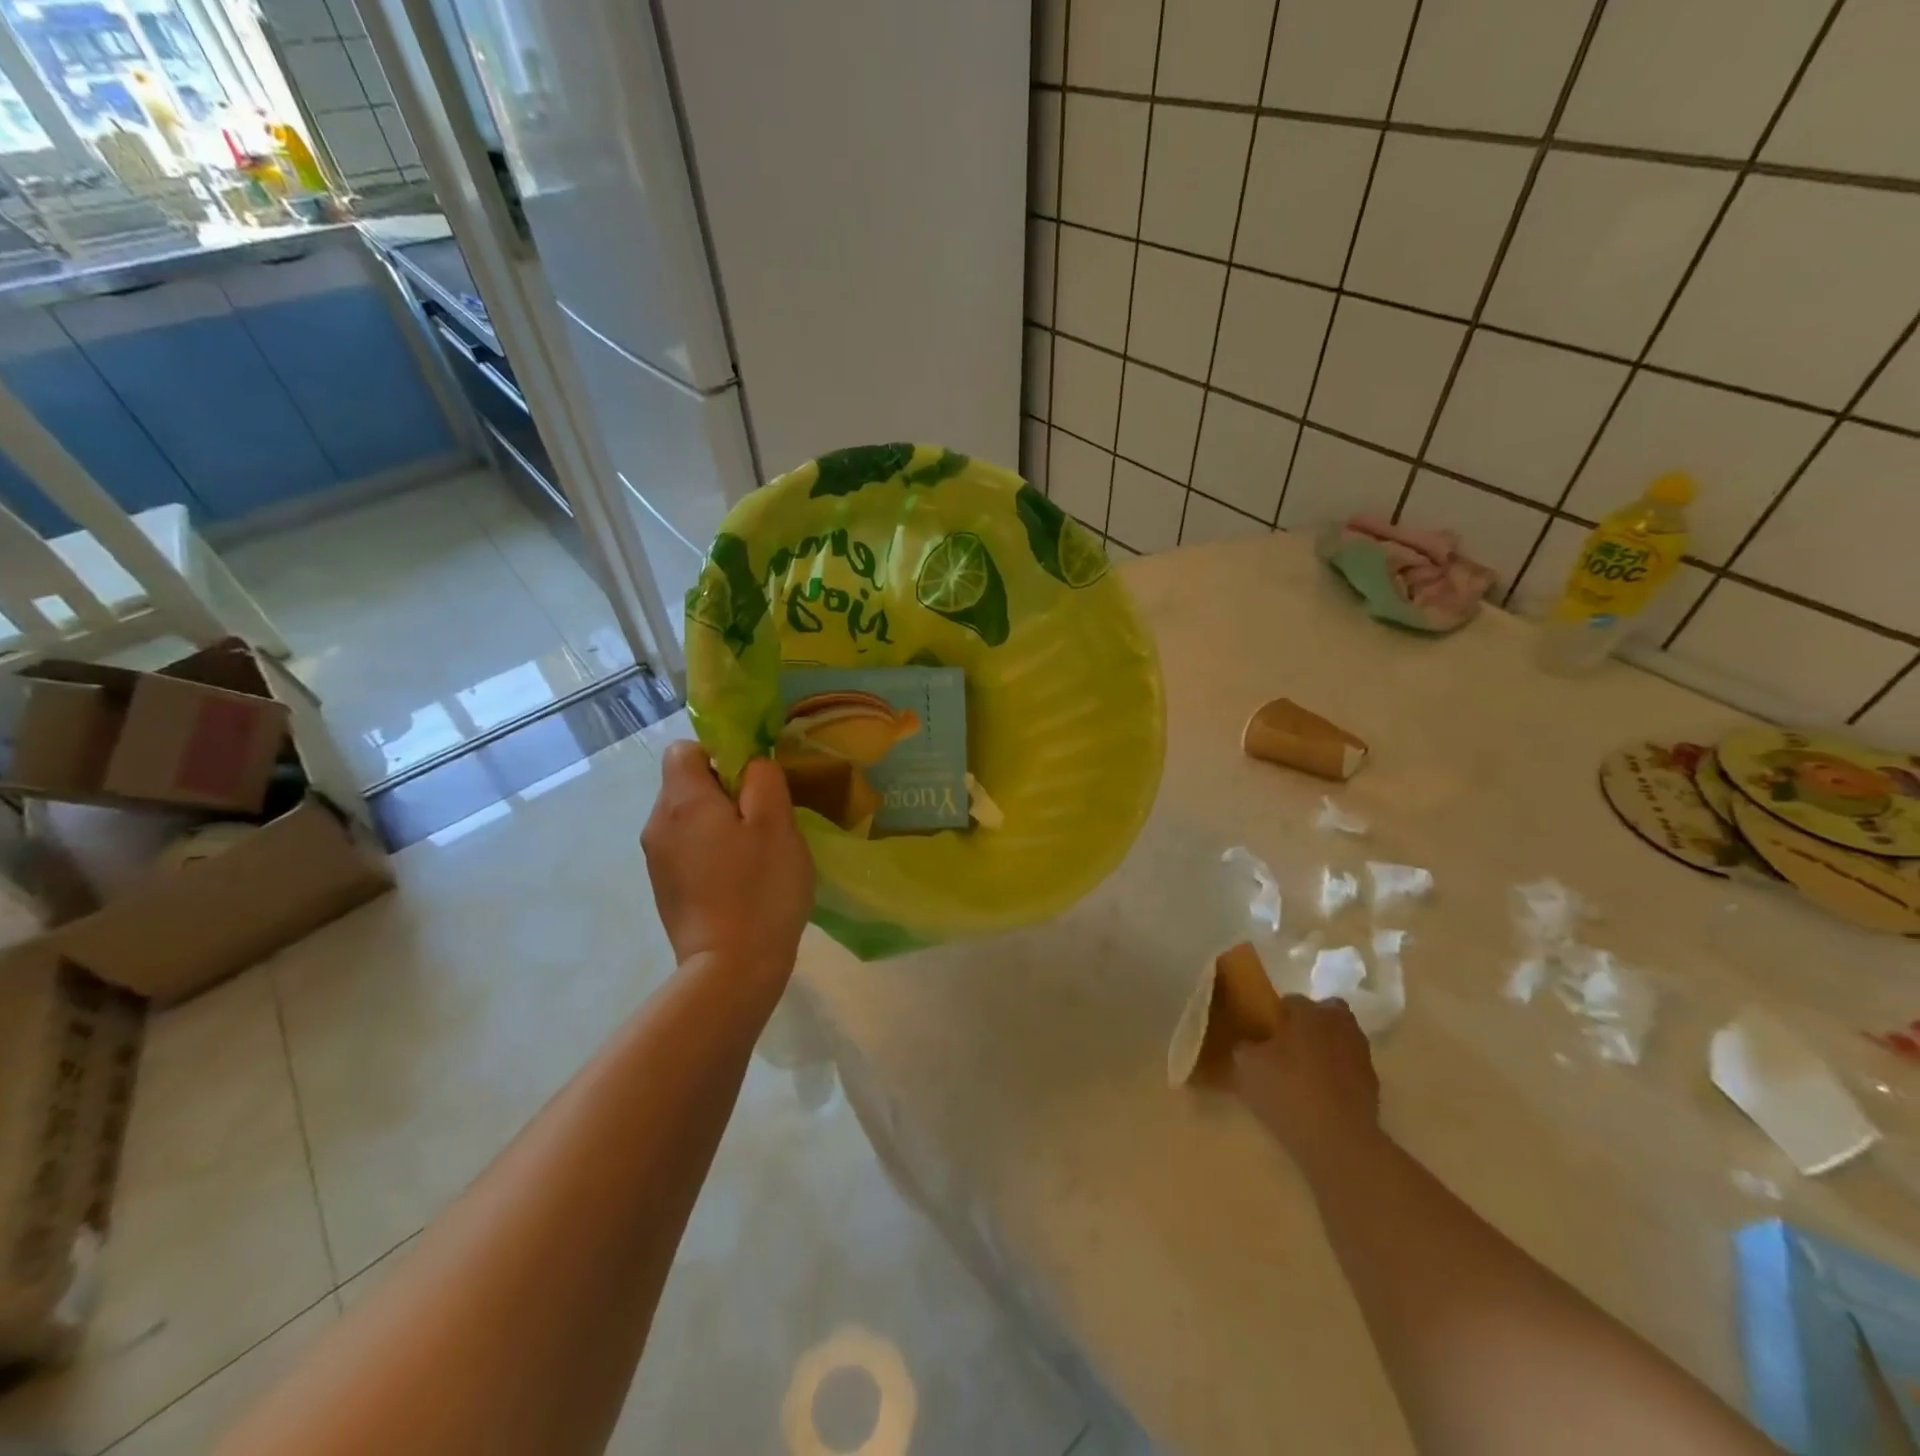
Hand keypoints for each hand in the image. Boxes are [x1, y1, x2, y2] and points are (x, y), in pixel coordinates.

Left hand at [642, 742, 814, 995]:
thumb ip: (763, 778)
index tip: (753, 780)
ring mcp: (656, 860)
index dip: (720, 754)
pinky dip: (711, 851)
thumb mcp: (777, 823)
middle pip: (685, 783)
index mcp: (682, 801)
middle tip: (764, 818)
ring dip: (719, 823)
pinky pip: (687, 849)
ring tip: (755, 852)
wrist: (730, 969)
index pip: (684, 749)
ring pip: (688, 818)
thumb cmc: (760, 889)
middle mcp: (658, 824)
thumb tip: (750, 763)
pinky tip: (739, 878)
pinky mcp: (664, 889)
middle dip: (724, 791)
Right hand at [1233, 996, 1380, 1173]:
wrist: (1338, 1140)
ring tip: (1307, 1071)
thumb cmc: (1287, 1090)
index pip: (1293, 1000)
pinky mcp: (1373, 1085)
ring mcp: (1361, 1055)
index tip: (1266, 1031)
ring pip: (1343, 1039)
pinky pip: (1351, 1068)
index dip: (1278, 1014)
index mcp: (1308, 1013)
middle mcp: (1338, 1025)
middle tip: (1292, 1043)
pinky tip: (1322, 1094)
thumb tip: (1248, 1043)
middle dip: (1313, 1021)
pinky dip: (1340, 1074)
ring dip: (1329, 1047)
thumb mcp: (1247, 1066)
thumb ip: (1245, 1047)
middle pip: (1328, 1012)